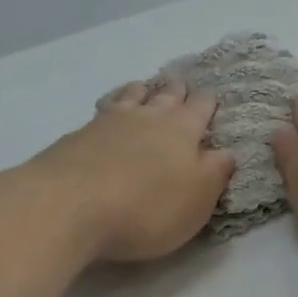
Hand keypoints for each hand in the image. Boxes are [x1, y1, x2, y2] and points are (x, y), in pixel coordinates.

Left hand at [36, 79, 234, 261]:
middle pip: (166, 94)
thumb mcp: (196, 201)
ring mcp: (109, 122)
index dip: (208, 104)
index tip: (212, 101)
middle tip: (180, 88)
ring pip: (131, 95)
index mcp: (183, 131)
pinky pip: (102, 111)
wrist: (71, 205)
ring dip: (142, 91)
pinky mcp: (78, 136)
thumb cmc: (146, 208)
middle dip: (177, 91)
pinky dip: (111, 107)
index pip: (201, 107)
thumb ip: (214, 174)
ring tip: (144, 90)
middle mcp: (148, 117)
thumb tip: (226, 153)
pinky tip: (106, 115)